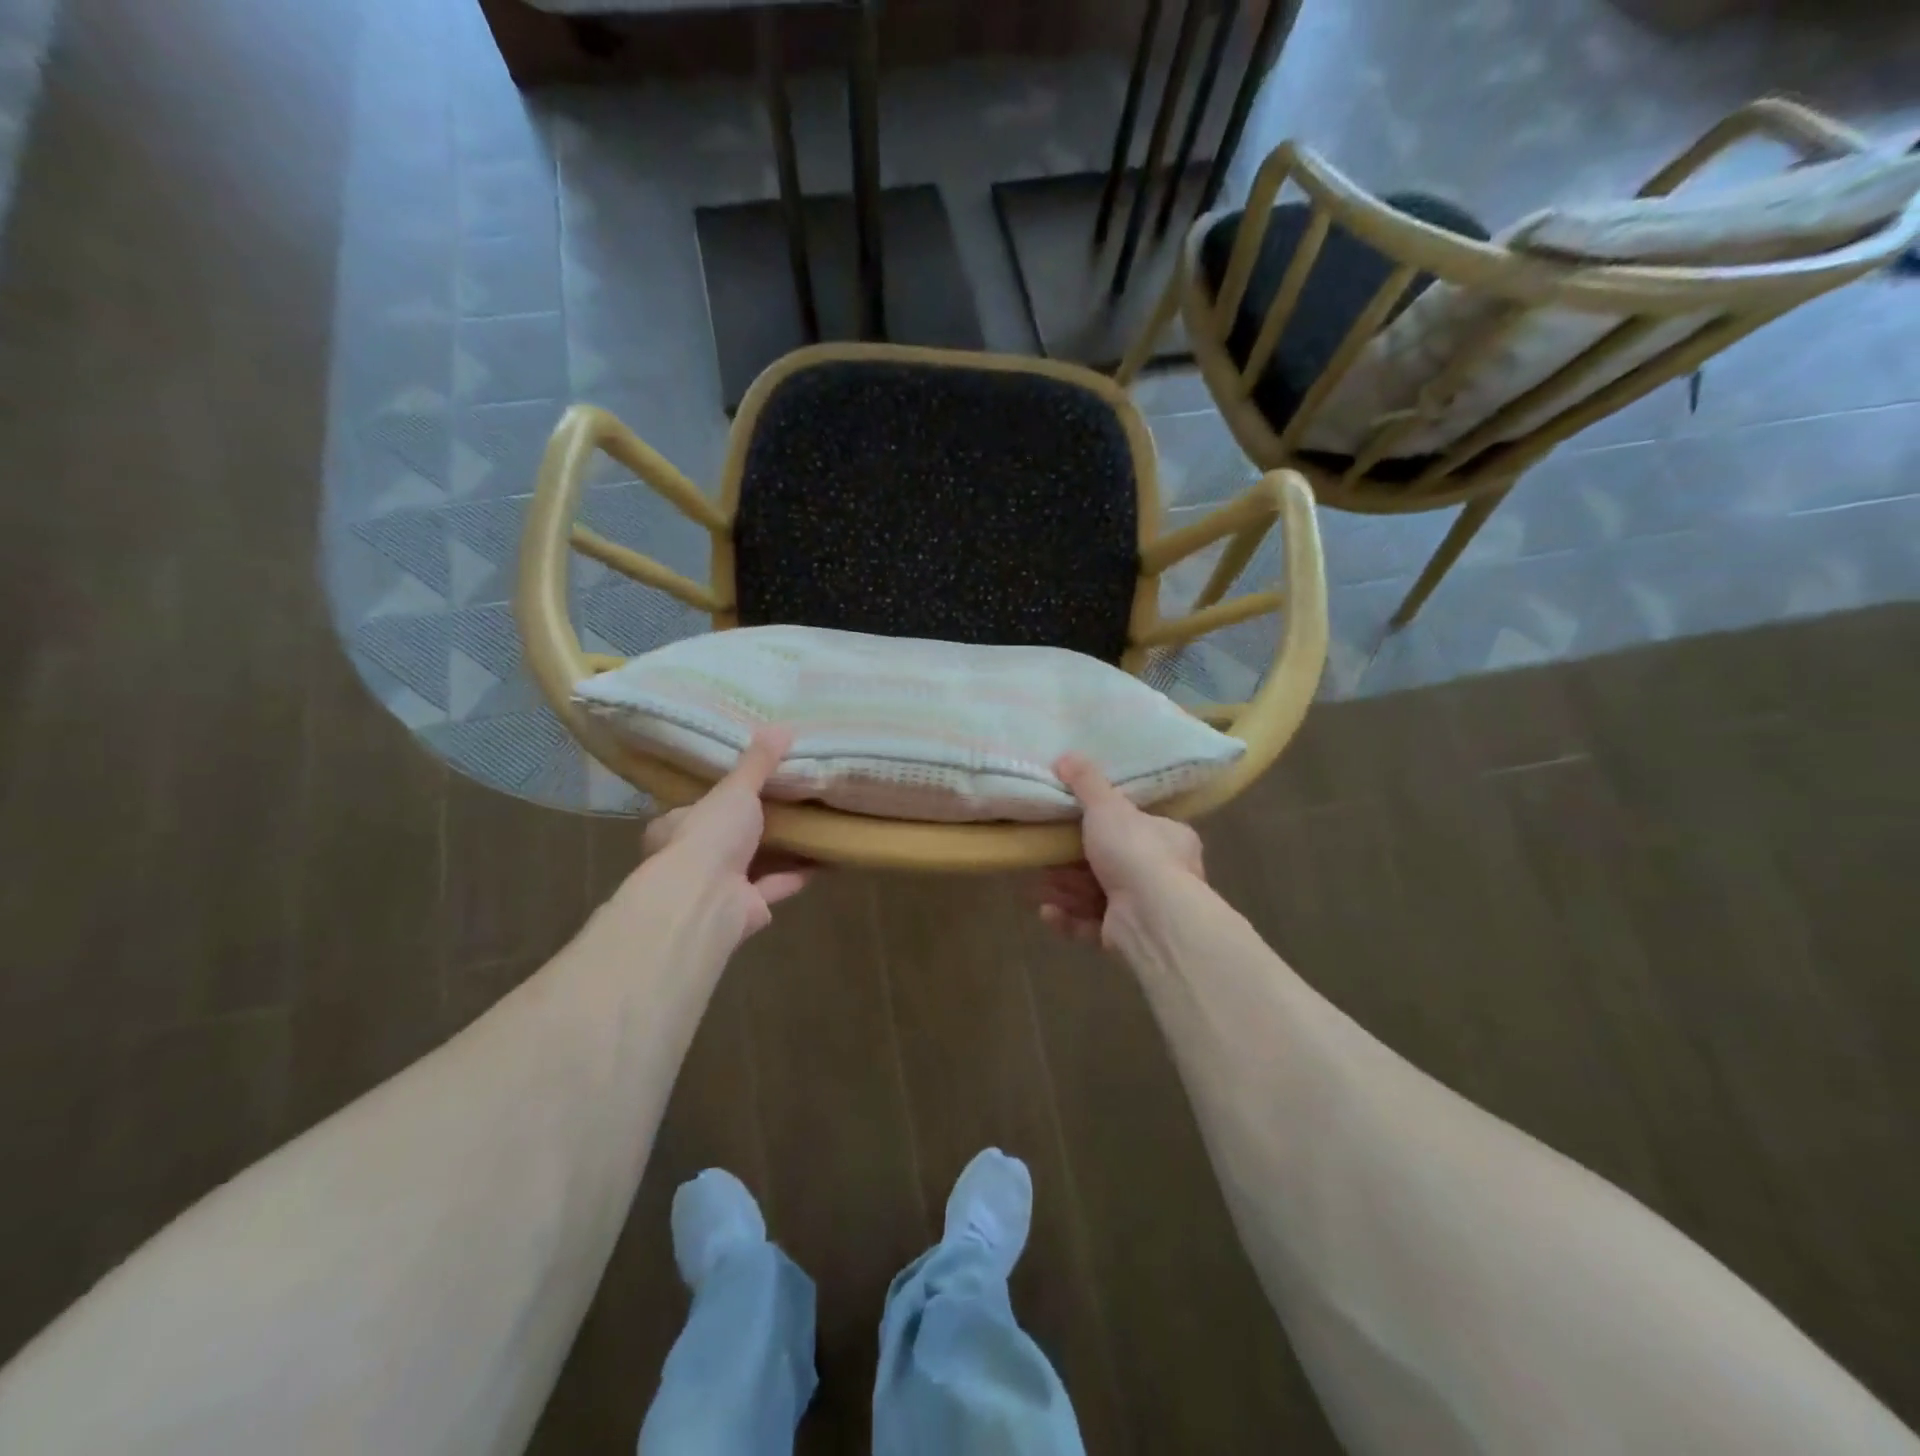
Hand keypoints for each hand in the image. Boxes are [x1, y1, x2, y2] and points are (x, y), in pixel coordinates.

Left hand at [640, 726, 817, 939]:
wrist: (706, 900)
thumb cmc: (709, 836)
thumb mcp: (735, 789)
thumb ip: (758, 762)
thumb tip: (783, 725)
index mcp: (675, 827)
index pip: (696, 809)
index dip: (721, 798)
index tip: (750, 785)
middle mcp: (693, 860)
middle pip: (727, 838)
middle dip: (756, 825)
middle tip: (789, 802)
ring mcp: (719, 887)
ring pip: (754, 864)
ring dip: (780, 850)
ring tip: (812, 826)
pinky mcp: (745, 908)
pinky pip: (776, 885)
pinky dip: (797, 873)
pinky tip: (823, 857)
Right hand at [1037, 753, 1204, 946]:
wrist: (1151, 916)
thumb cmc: (1135, 852)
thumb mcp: (1108, 806)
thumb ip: (1087, 782)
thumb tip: (1066, 755)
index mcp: (1169, 839)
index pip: (1137, 828)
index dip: (1102, 827)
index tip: (1072, 826)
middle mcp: (1163, 875)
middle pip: (1109, 864)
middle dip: (1071, 863)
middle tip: (1044, 856)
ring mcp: (1146, 909)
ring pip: (1096, 896)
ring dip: (1065, 890)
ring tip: (1038, 885)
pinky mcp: (1127, 938)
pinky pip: (1092, 926)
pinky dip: (1069, 919)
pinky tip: (1047, 911)